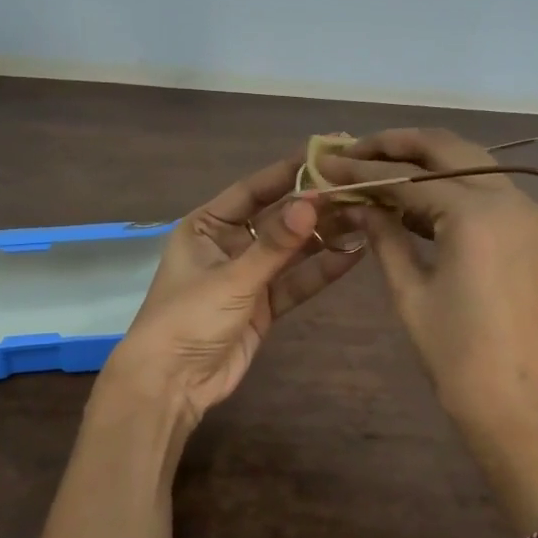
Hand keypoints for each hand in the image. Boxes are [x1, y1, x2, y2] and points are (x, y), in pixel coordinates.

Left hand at [103, 153, 363, 426]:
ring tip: (365, 216)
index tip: (326, 153)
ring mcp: (248, 277)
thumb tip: (313, 202)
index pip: (253, 190)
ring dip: (324, 236)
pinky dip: (321, 270)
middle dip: (314, 206)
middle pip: (277, 219)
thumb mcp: (231, 278)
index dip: (288, 172)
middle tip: (357, 187)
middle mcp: (228, 245)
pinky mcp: (264, 306)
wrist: (171, 384)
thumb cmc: (188, 318)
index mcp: (206, 226)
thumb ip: (275, 244)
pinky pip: (296, 282)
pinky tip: (353, 253)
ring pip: (291, 251)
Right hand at [315, 128, 537, 454]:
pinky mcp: (532, 232)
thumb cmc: (456, 356)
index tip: (326, 161)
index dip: (362, 168)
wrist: (520, 407)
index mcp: (475, 214)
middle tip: (354, 149)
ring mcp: (526, 213)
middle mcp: (508, 199)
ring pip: (471, 164)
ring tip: (379, 167)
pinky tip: (416, 199)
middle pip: (447, 149)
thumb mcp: (410, 293)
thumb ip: (384, 237)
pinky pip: (487, 191)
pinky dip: (451, 186)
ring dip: (425, 161)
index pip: (407, 176)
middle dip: (398, 144)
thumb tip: (359, 203)